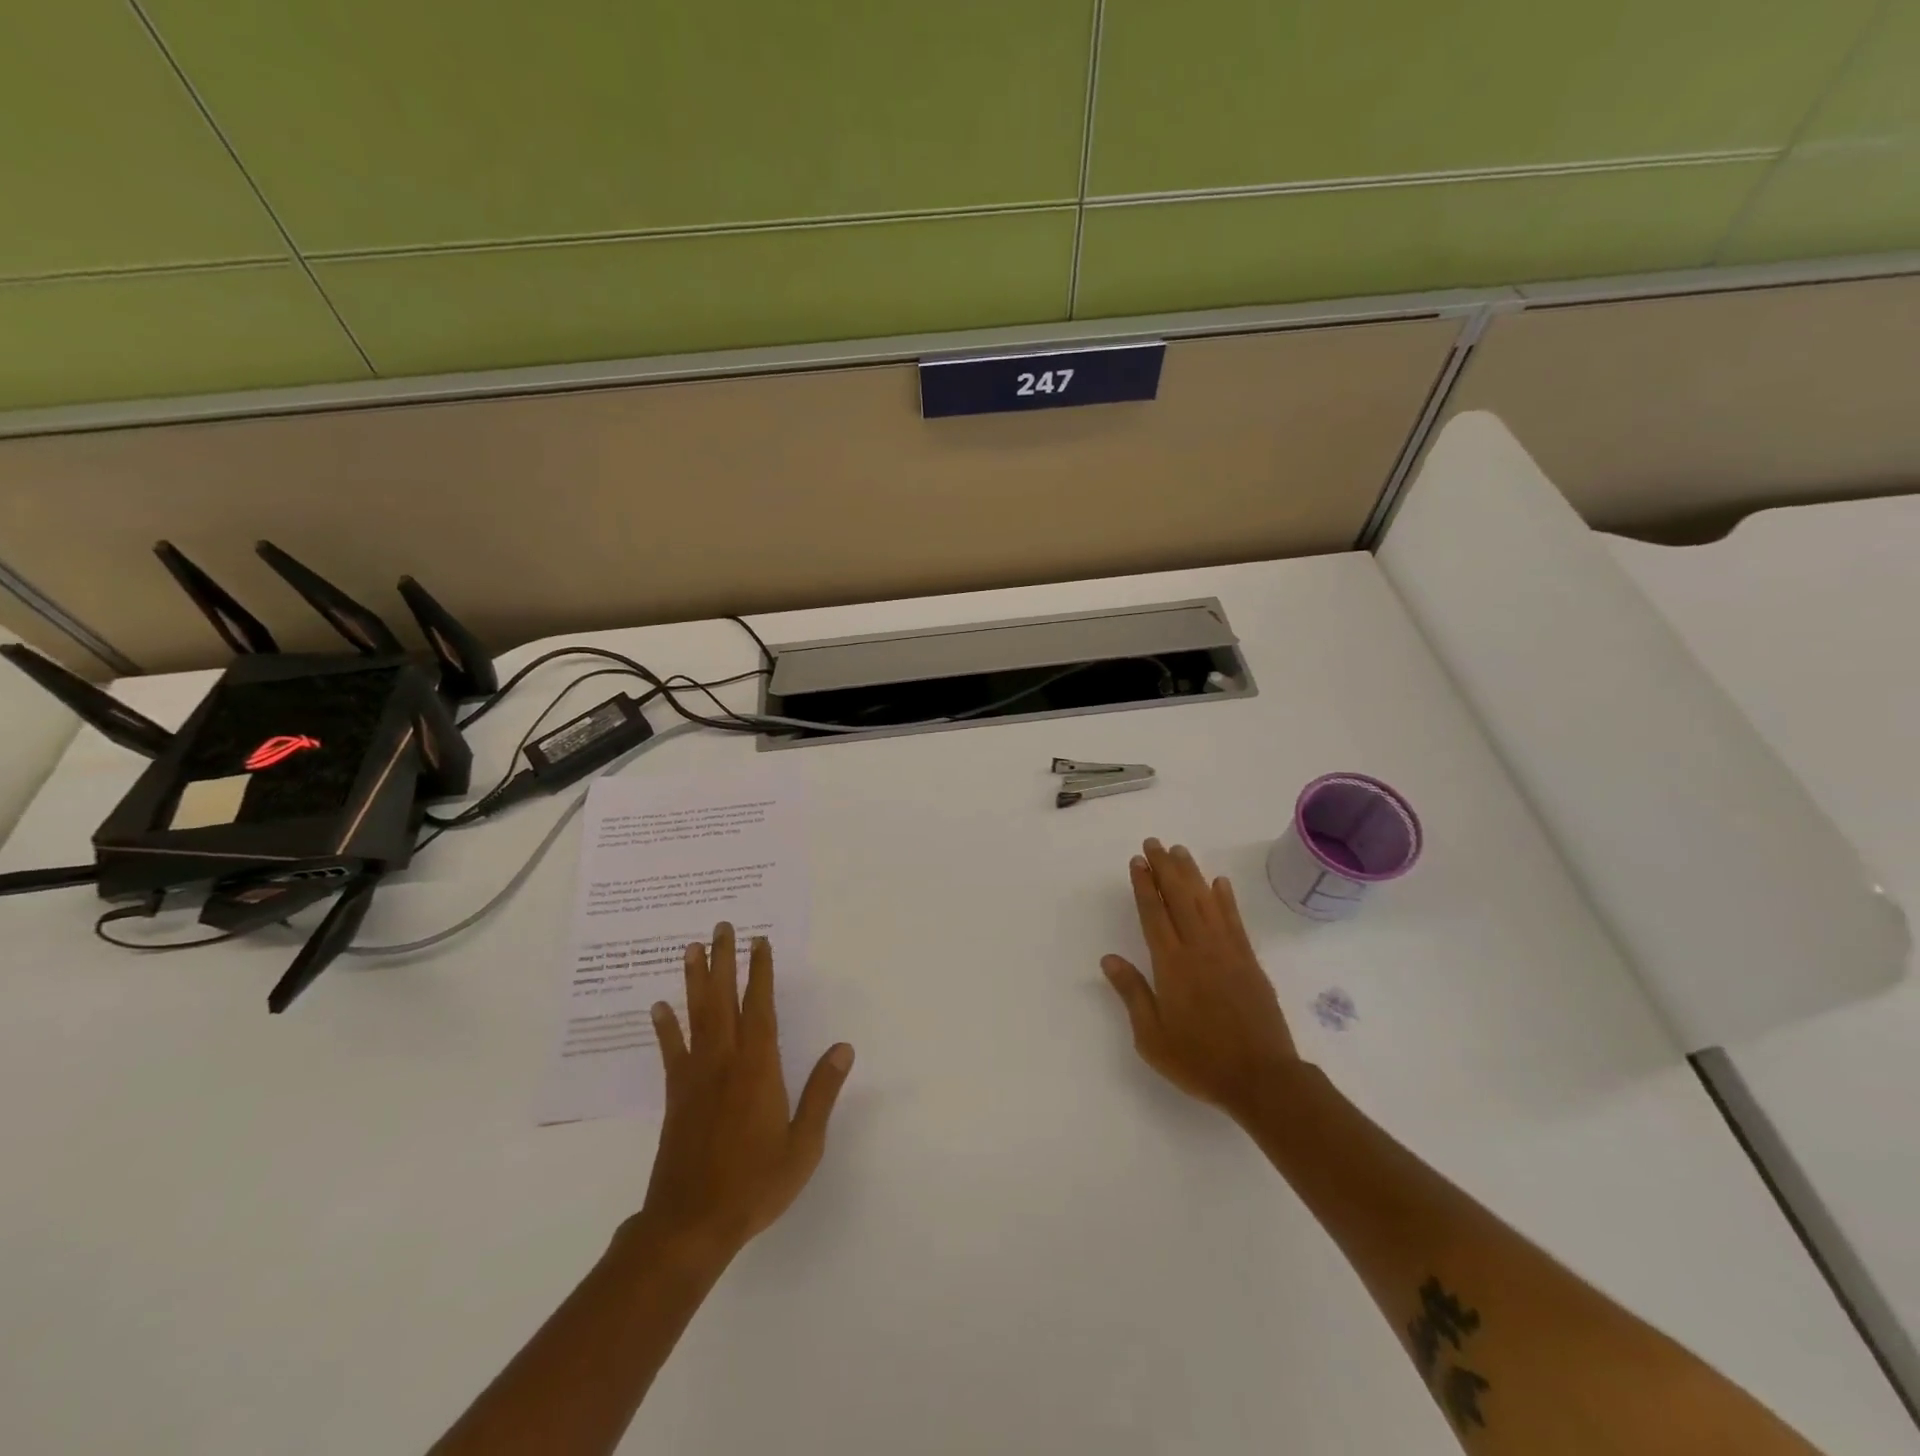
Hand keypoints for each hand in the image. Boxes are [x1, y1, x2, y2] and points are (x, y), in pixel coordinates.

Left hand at [628, 923, 853, 1264]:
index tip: (758, 941)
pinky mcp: (675, 1097)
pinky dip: (666, 1028)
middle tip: (721, 927)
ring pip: (696, 1017)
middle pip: (723, 1001)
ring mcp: (695, 1078)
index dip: (759, 973)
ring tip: (690, 949)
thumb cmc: (755, 1184)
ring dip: (693, 981)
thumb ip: (821, 1092)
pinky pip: (672, 1052)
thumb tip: (843, 1047)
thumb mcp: (803, 1144)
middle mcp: (724, 1063)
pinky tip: (659, 1007)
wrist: (691, 1225)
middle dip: (723, 962)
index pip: (759, 1008)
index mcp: (758, 1069)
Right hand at [1101, 839, 1299, 1122]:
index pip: (1153, 914)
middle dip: (1164, 868)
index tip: (1137, 861)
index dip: (1144, 885)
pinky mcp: (1249, 962)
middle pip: (1178, 897)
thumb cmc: (1199, 1060)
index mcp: (1171, 965)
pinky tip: (1219, 883)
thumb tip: (1109, 958)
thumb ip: (1132, 993)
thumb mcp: (1152, 1036)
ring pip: (1206, 901)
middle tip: (1154, 843)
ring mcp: (1227, 952)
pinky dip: (1226, 899)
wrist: (1261, 1078)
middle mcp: (1198, 948)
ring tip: (1180, 851)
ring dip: (1192, 874)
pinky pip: (1234, 921)